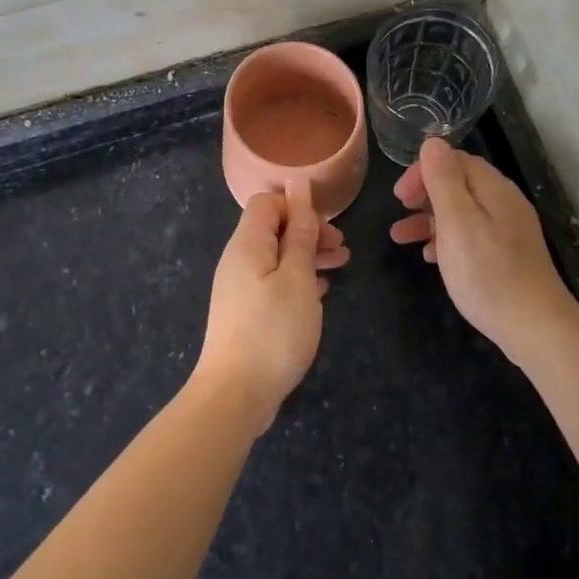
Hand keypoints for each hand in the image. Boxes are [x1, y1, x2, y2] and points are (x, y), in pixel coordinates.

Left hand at [195, 178, 348, 431]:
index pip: (267, 202)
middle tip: (342, 250)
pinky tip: (321, 291)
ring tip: (341, 266)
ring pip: (277, 257)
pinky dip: (298, 280)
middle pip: (273, 229)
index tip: (326, 229)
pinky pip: (274, 281)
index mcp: (247, 244)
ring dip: (308, 256)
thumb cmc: (272, 330)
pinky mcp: (246, 313)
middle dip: (309, 232)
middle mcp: (239, 260)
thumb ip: (299, 231)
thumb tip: (298, 185)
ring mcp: (240, 288)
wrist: (236, 394)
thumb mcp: (296, 277)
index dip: (298, 206)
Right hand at [390, 137, 577, 364]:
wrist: (535, 327)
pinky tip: (432, 257)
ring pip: (462, 212)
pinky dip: (447, 239)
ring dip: (429, 219)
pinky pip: (472, 235)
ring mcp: (509, 230)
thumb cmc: (487, 273)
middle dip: (424, 194)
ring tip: (401, 238)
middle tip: (398, 211)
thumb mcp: (457, 222)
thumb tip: (432, 142)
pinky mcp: (508, 254)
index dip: (423, 171)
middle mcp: (504, 202)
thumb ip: (443, 180)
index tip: (399, 196)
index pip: (454, 160)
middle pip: (459, 184)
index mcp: (493, 189)